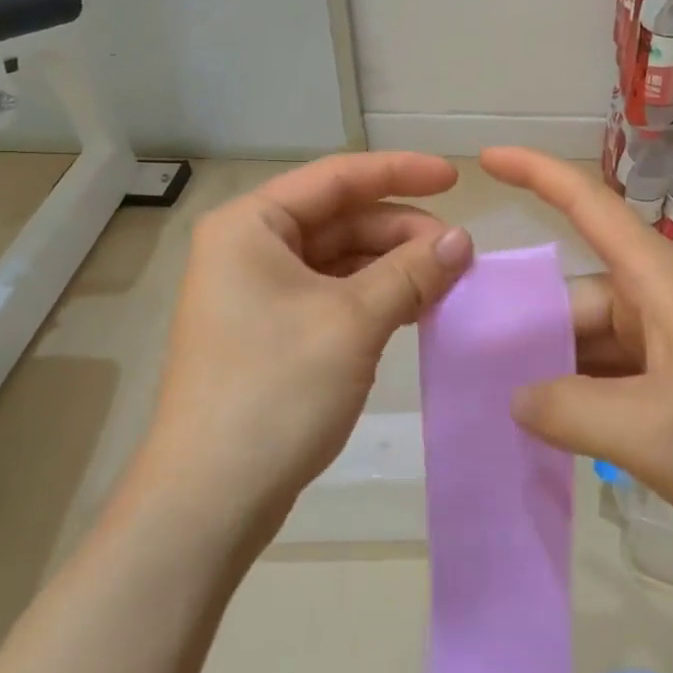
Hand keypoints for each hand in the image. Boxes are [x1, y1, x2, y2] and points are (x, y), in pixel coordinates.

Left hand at [133, 153, 473, 541]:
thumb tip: (463, 240)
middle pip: (339, 218)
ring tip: (445, 282)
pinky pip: (331, 294)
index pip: (337, 177)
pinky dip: (374, 296)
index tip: (455, 179)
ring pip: (339, 258)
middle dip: (401, 231)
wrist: (210, 500)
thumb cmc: (275, 391)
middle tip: (459, 254)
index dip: (400, 172)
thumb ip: (411, 272)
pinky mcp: (270, 331)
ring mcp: (256, 292)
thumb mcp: (352, 322)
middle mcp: (248, 247)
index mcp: (251, 225)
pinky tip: (413, 308)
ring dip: (392, 265)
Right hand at [482, 147, 672, 557]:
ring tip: (500, 407)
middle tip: (469, 367)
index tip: (486, 160)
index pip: (589, 206)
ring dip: (554, 369)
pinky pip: (615, 374)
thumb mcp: (651, 431)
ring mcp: (672, 342)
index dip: (536, 173)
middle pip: (575, 296)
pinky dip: (583, 395)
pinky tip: (554, 430)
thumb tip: (516, 397)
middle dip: (526, 326)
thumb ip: (570, 411)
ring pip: (592, 341)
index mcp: (656, 282)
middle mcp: (660, 301)